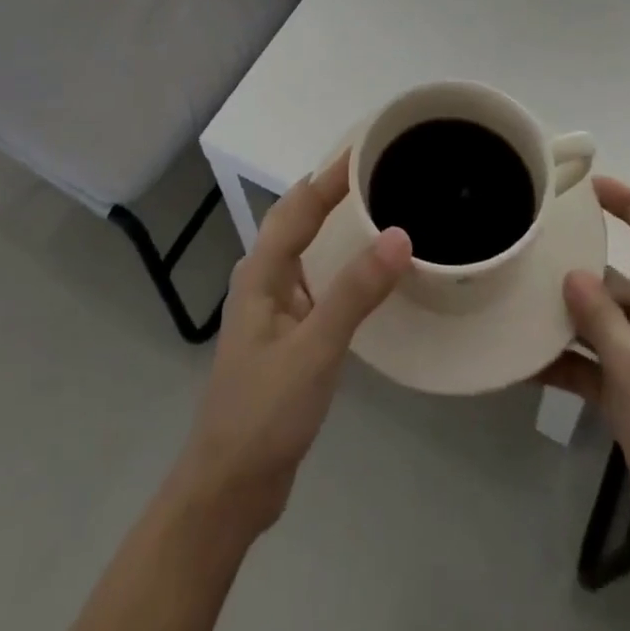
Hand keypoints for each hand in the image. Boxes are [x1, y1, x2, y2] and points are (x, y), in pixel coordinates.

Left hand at [174, 154, 411, 537]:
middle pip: (296, 220)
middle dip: (331, 191)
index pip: (299, 206)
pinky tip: (363, 274)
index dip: (331, 174)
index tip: (367, 145)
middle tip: (378, 171)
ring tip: (376, 208)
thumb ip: (356, 292)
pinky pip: (314, 281)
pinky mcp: (285, 335)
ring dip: (332, 224)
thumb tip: (399, 234)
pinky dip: (337, 263)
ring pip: (304, 249)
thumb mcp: (315, 348)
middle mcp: (262, 279)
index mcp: (261, 272)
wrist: (230, 485)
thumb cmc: (265, 410)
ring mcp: (272, 308)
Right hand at [542, 176, 629, 561]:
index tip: (586, 187)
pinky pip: (592, 366)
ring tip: (510, 303)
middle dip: (574, 266)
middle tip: (524, 250)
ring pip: (598, 323)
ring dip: (561, 319)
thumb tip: (571, 272)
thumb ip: (603, 321)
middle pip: (617, 278)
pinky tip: (522, 364)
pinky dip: (564, 364)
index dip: (629, 202)